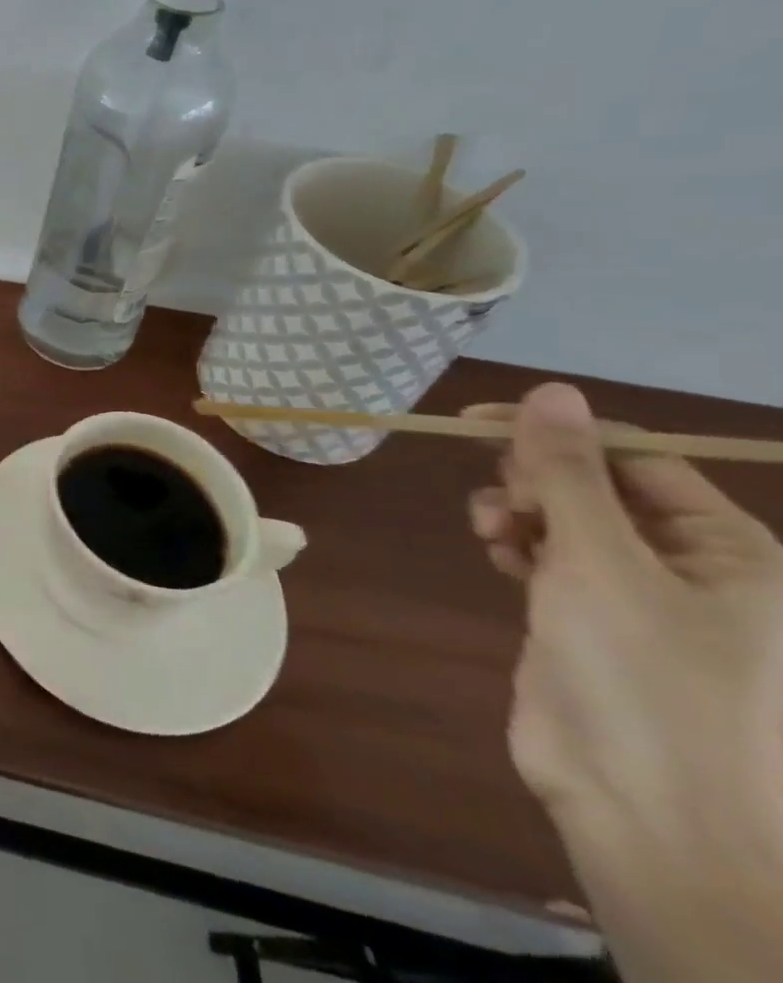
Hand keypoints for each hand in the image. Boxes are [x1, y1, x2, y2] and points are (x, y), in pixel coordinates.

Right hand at [466, 384, 782, 856]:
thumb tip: (552, 392)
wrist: (649, 816)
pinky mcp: (596, 626)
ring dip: (522, 513)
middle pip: (602, 488)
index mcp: (734, 554)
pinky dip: (523, 548)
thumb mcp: (599, 562)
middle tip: (498, 498)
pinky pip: (556, 561)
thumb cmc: (645, 680)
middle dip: (537, 480)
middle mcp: (698, 571)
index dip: (560, 433)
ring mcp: (645, 601)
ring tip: (489, 531)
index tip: (475, 422)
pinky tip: (498, 556)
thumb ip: (569, 474)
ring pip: (571, 523)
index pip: (639, 459)